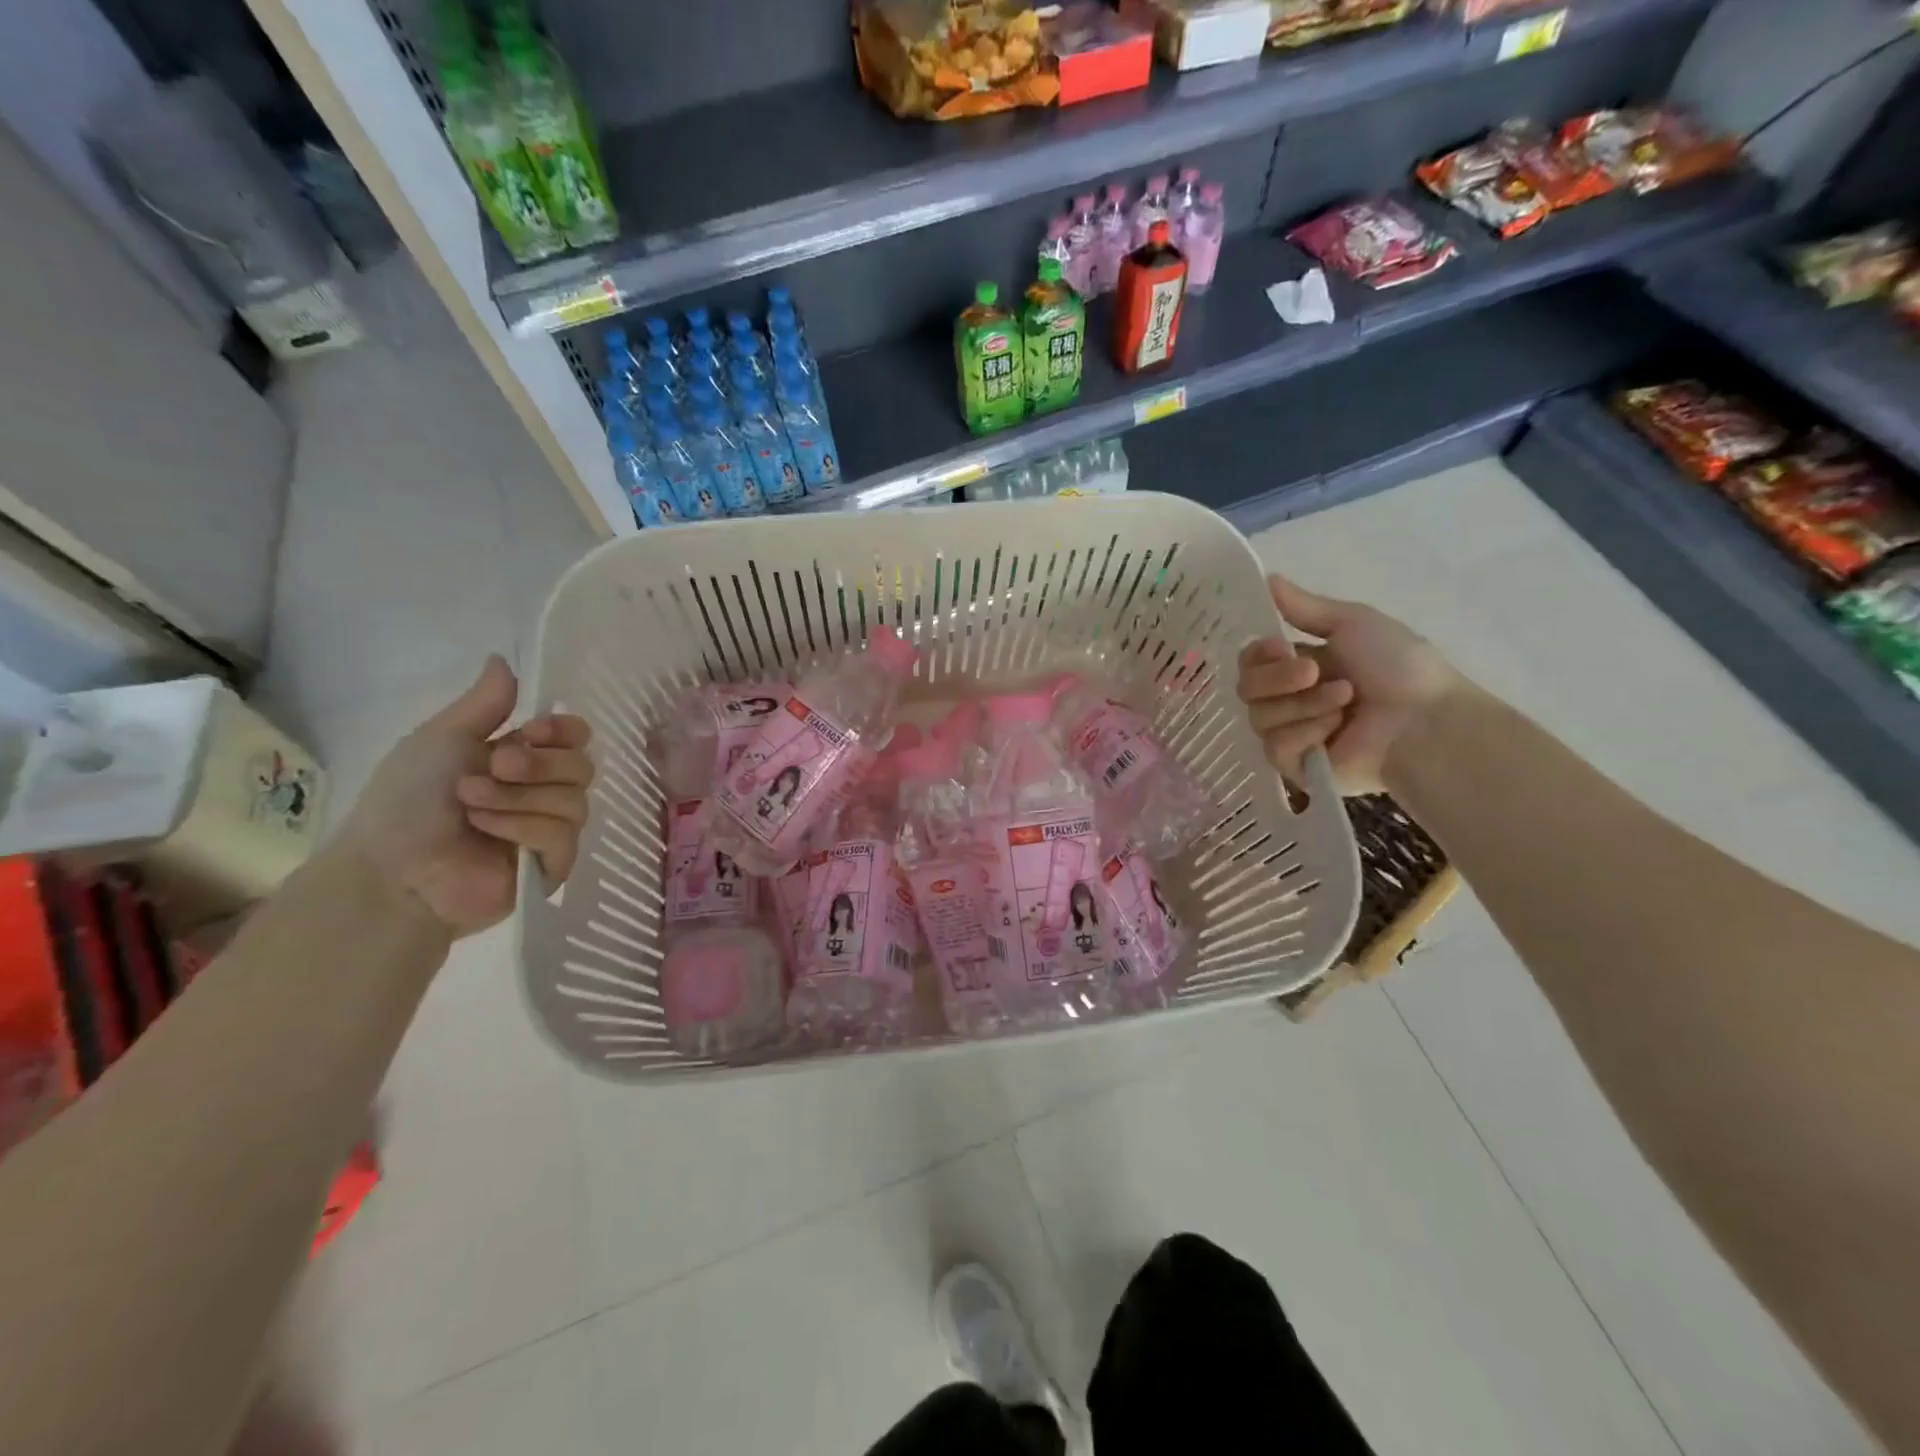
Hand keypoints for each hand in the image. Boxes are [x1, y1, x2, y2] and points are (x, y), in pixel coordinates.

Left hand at [336, 657, 592, 936]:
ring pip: (574, 801)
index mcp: (525, 760)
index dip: (566, 730)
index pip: (577, 737)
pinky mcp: (553, 866)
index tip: (536, 729)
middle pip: (582, 765)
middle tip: (496, 767)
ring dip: (519, 797)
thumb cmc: (407, 801)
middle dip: (539, 763)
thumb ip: (485, 704)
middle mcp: (544, 792)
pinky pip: (562, 835)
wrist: (389, 868)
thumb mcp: (443, 739)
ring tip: (472, 806)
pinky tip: (487, 831)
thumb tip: (503, 657)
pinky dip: (523, 827)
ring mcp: (551, 830)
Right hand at [1237, 574, 1461, 793]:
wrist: (1424, 722)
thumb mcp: (1353, 624)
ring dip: (1302, 704)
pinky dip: (1305, 733)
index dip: (1257, 654)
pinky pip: (1275, 746)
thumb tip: (1267, 578)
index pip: (1250, 661)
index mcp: (1299, 667)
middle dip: (1278, 678)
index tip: (1279, 647)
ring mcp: (1291, 734)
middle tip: (1314, 673)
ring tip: (1344, 702)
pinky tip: (1335, 731)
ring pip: (1259, 717)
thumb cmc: (1398, 668)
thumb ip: (1305, 607)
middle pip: (1247, 688)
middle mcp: (1289, 700)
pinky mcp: (1295, 766)